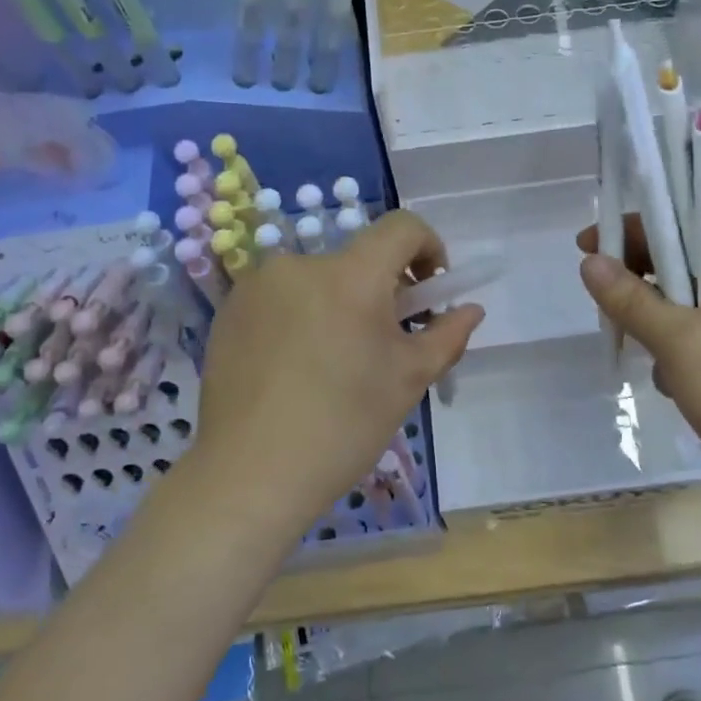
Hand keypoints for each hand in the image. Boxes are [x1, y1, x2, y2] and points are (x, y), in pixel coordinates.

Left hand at [193, 210, 483, 536]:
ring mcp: (257, 285)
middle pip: (358, 259)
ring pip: (319, 280)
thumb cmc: (343, 425)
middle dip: (382, 290)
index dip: (428, 247)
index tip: (429, 290)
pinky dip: (301, 316)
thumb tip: (471, 310)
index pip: (401, 227)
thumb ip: (447, 334)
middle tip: (385, 342)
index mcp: (351, 275)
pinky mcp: (229, 310)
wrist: (250, 474)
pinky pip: (282, 297)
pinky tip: (295, 367)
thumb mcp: (409, 379)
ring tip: (335, 361)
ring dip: (340, 303)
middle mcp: (300, 264)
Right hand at [577, 218, 700, 519]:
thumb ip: (630, 299)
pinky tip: (672, 382)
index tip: (589, 244)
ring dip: (656, 324)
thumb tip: (588, 262)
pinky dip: (673, 354)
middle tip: (602, 296)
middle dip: (642, 282)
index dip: (636, 229)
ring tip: (644, 350)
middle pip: (682, 264)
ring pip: (682, 306)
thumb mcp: (679, 340)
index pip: (687, 225)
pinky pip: (692, 339)